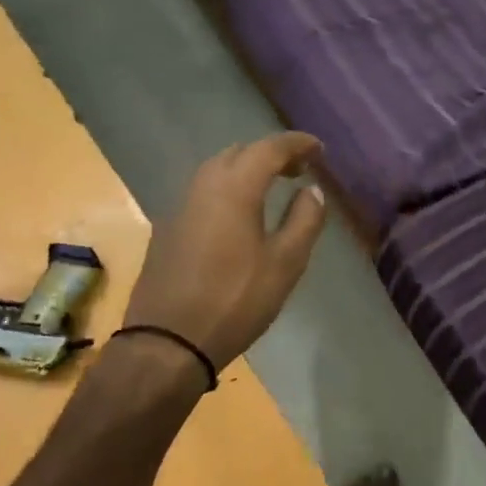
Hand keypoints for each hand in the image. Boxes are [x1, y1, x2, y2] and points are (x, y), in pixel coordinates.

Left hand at [124, 133, 327, 368]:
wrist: (167, 342)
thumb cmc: (235, 300)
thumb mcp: (285, 263)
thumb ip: (304, 220)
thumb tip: (312, 190)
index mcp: (234, 188)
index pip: (269, 148)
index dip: (296, 143)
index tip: (319, 149)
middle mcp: (203, 186)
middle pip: (239, 152)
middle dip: (270, 153)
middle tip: (298, 169)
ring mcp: (180, 207)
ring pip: (217, 170)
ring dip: (246, 169)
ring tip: (271, 187)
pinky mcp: (168, 229)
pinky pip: (203, 192)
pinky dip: (228, 187)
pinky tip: (239, 214)